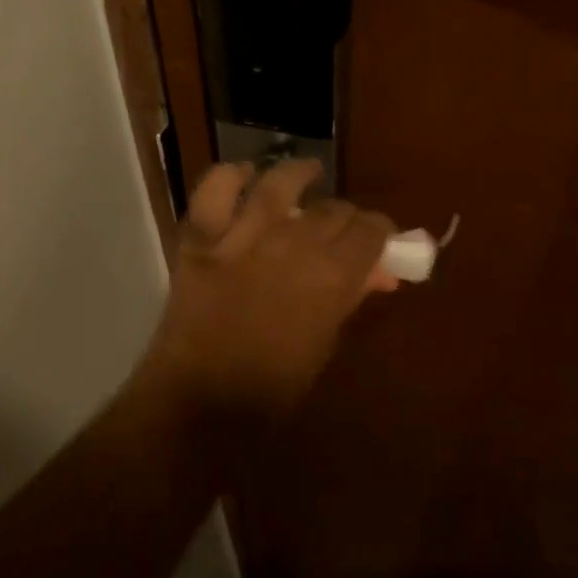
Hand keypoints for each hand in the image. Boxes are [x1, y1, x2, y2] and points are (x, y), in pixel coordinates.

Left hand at [145, 159, 395, 443]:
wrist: (199, 405)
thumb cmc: (271, 389)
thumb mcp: (324, 345)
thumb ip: (349, 300)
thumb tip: (379, 273)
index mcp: (331, 277)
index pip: (370, 230)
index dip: (379, 231)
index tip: (376, 240)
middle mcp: (292, 245)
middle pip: (332, 208)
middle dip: (344, 215)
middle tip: (339, 229)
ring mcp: (242, 236)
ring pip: (279, 184)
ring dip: (299, 174)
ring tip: (309, 172)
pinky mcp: (201, 238)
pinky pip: (215, 190)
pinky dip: (230, 176)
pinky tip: (245, 175)